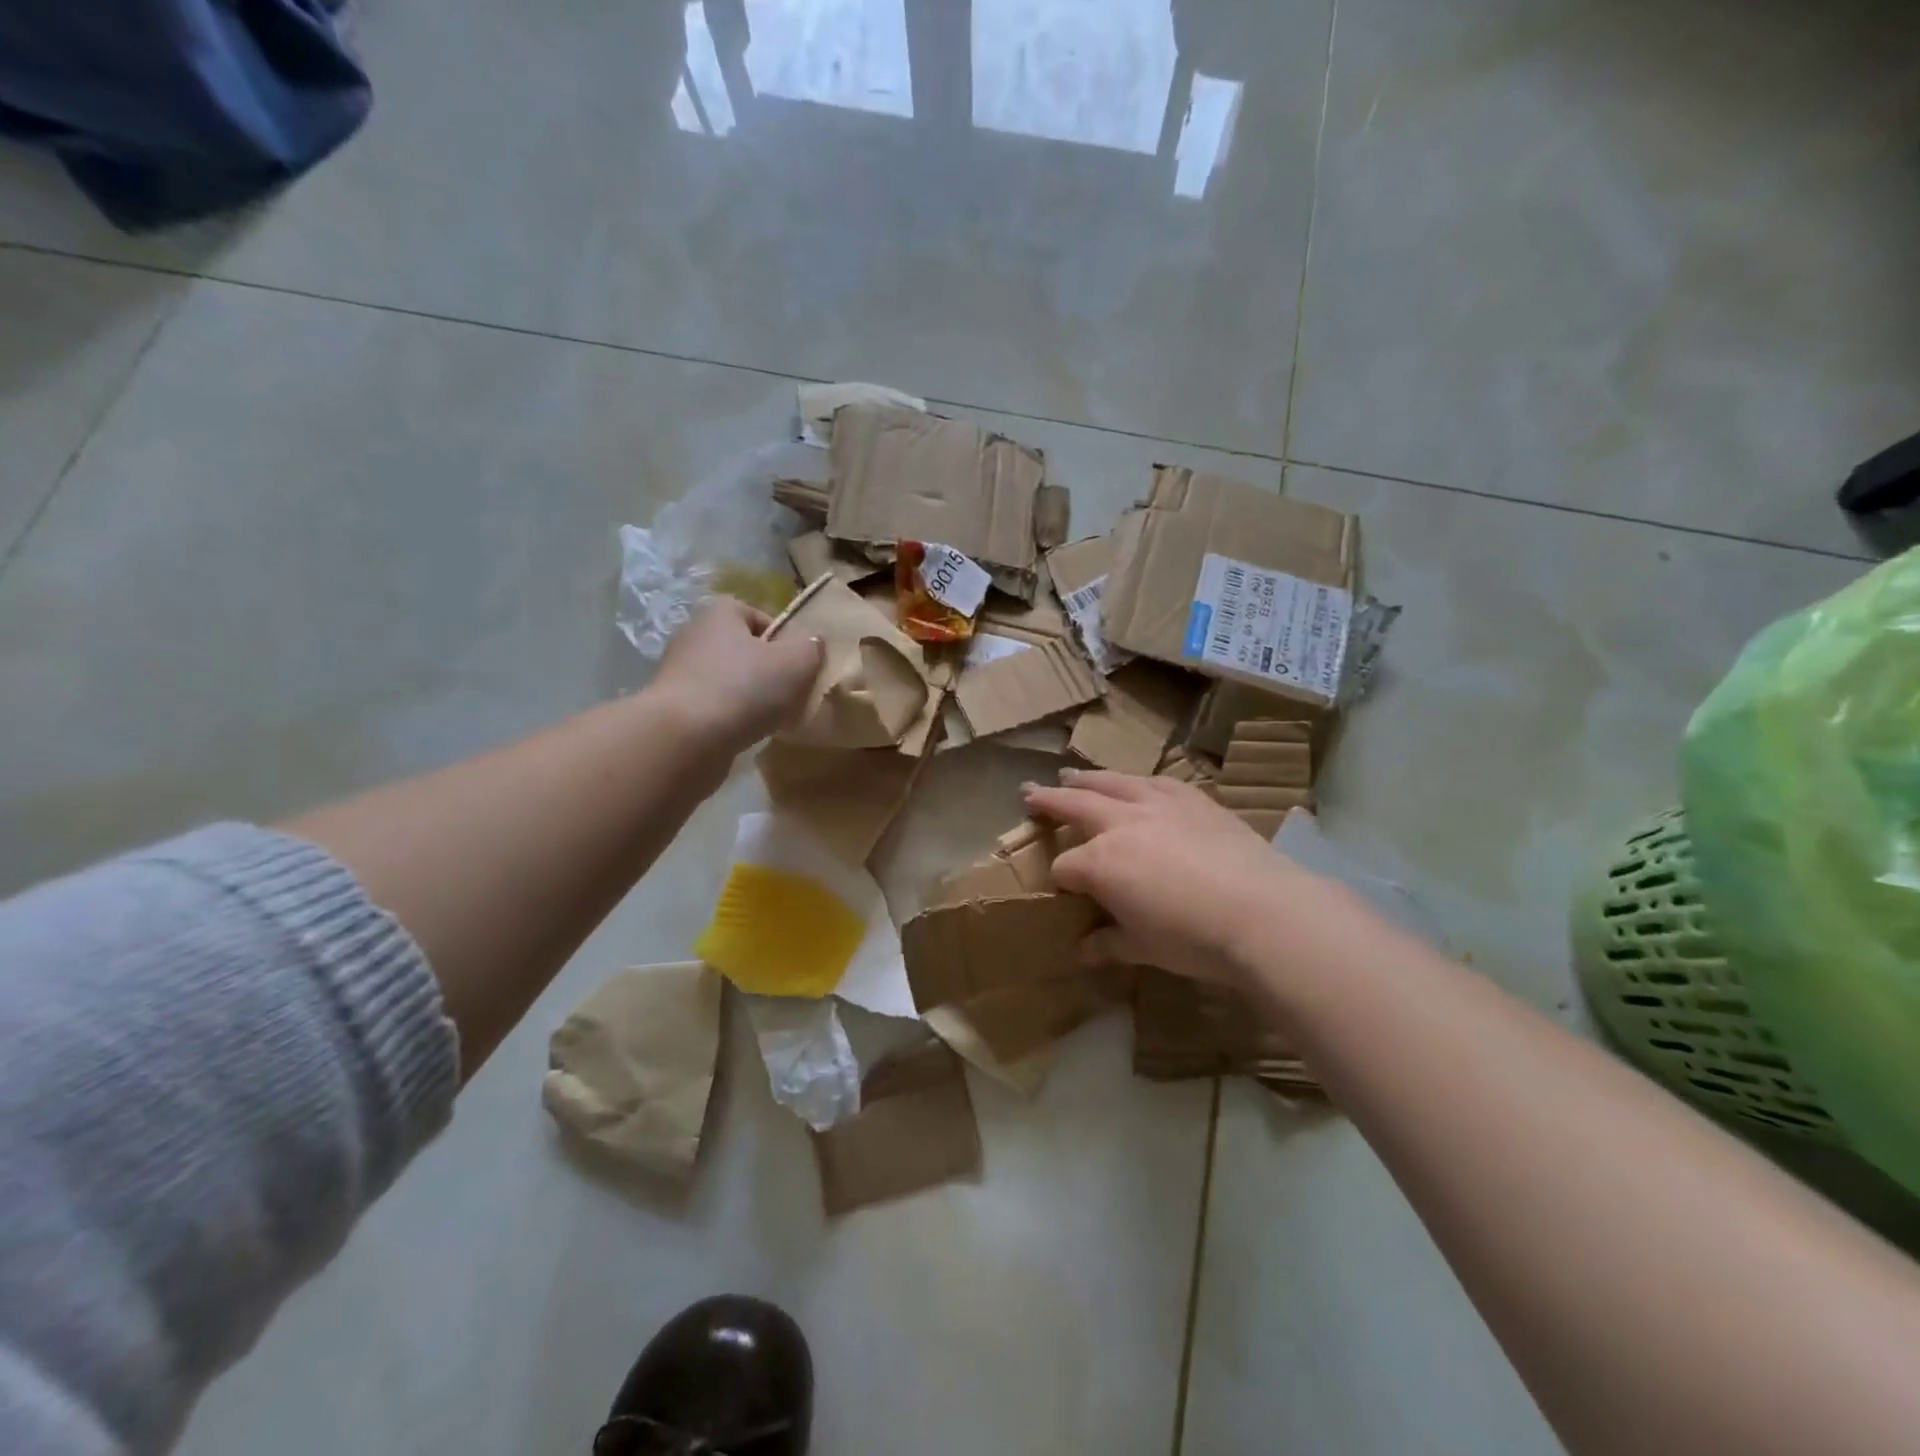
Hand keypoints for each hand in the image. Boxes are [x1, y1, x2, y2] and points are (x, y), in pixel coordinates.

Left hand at [651, 597, 822, 752]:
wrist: (684, 739)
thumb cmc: (743, 688)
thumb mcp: (796, 662)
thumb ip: (811, 648)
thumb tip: (812, 644)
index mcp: (720, 612)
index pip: (759, 616)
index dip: (783, 639)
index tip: (799, 666)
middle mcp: (694, 635)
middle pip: (744, 650)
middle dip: (768, 671)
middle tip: (790, 694)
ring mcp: (679, 673)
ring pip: (729, 681)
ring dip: (750, 698)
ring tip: (771, 719)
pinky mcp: (673, 708)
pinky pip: (714, 707)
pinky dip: (731, 719)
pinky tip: (745, 734)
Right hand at [1022, 769, 1313, 984]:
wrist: (1261, 912)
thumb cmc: (1193, 938)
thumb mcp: (1143, 948)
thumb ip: (1108, 943)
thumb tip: (1083, 950)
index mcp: (1099, 863)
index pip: (1064, 867)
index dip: (1060, 881)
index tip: (1064, 892)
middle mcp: (1120, 823)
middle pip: (1073, 805)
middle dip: (1049, 801)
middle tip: (1029, 792)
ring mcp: (1156, 805)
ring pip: (1111, 782)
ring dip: (1087, 778)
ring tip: (1072, 773)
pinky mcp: (1192, 799)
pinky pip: (1155, 781)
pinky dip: (1136, 781)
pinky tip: (1136, 782)